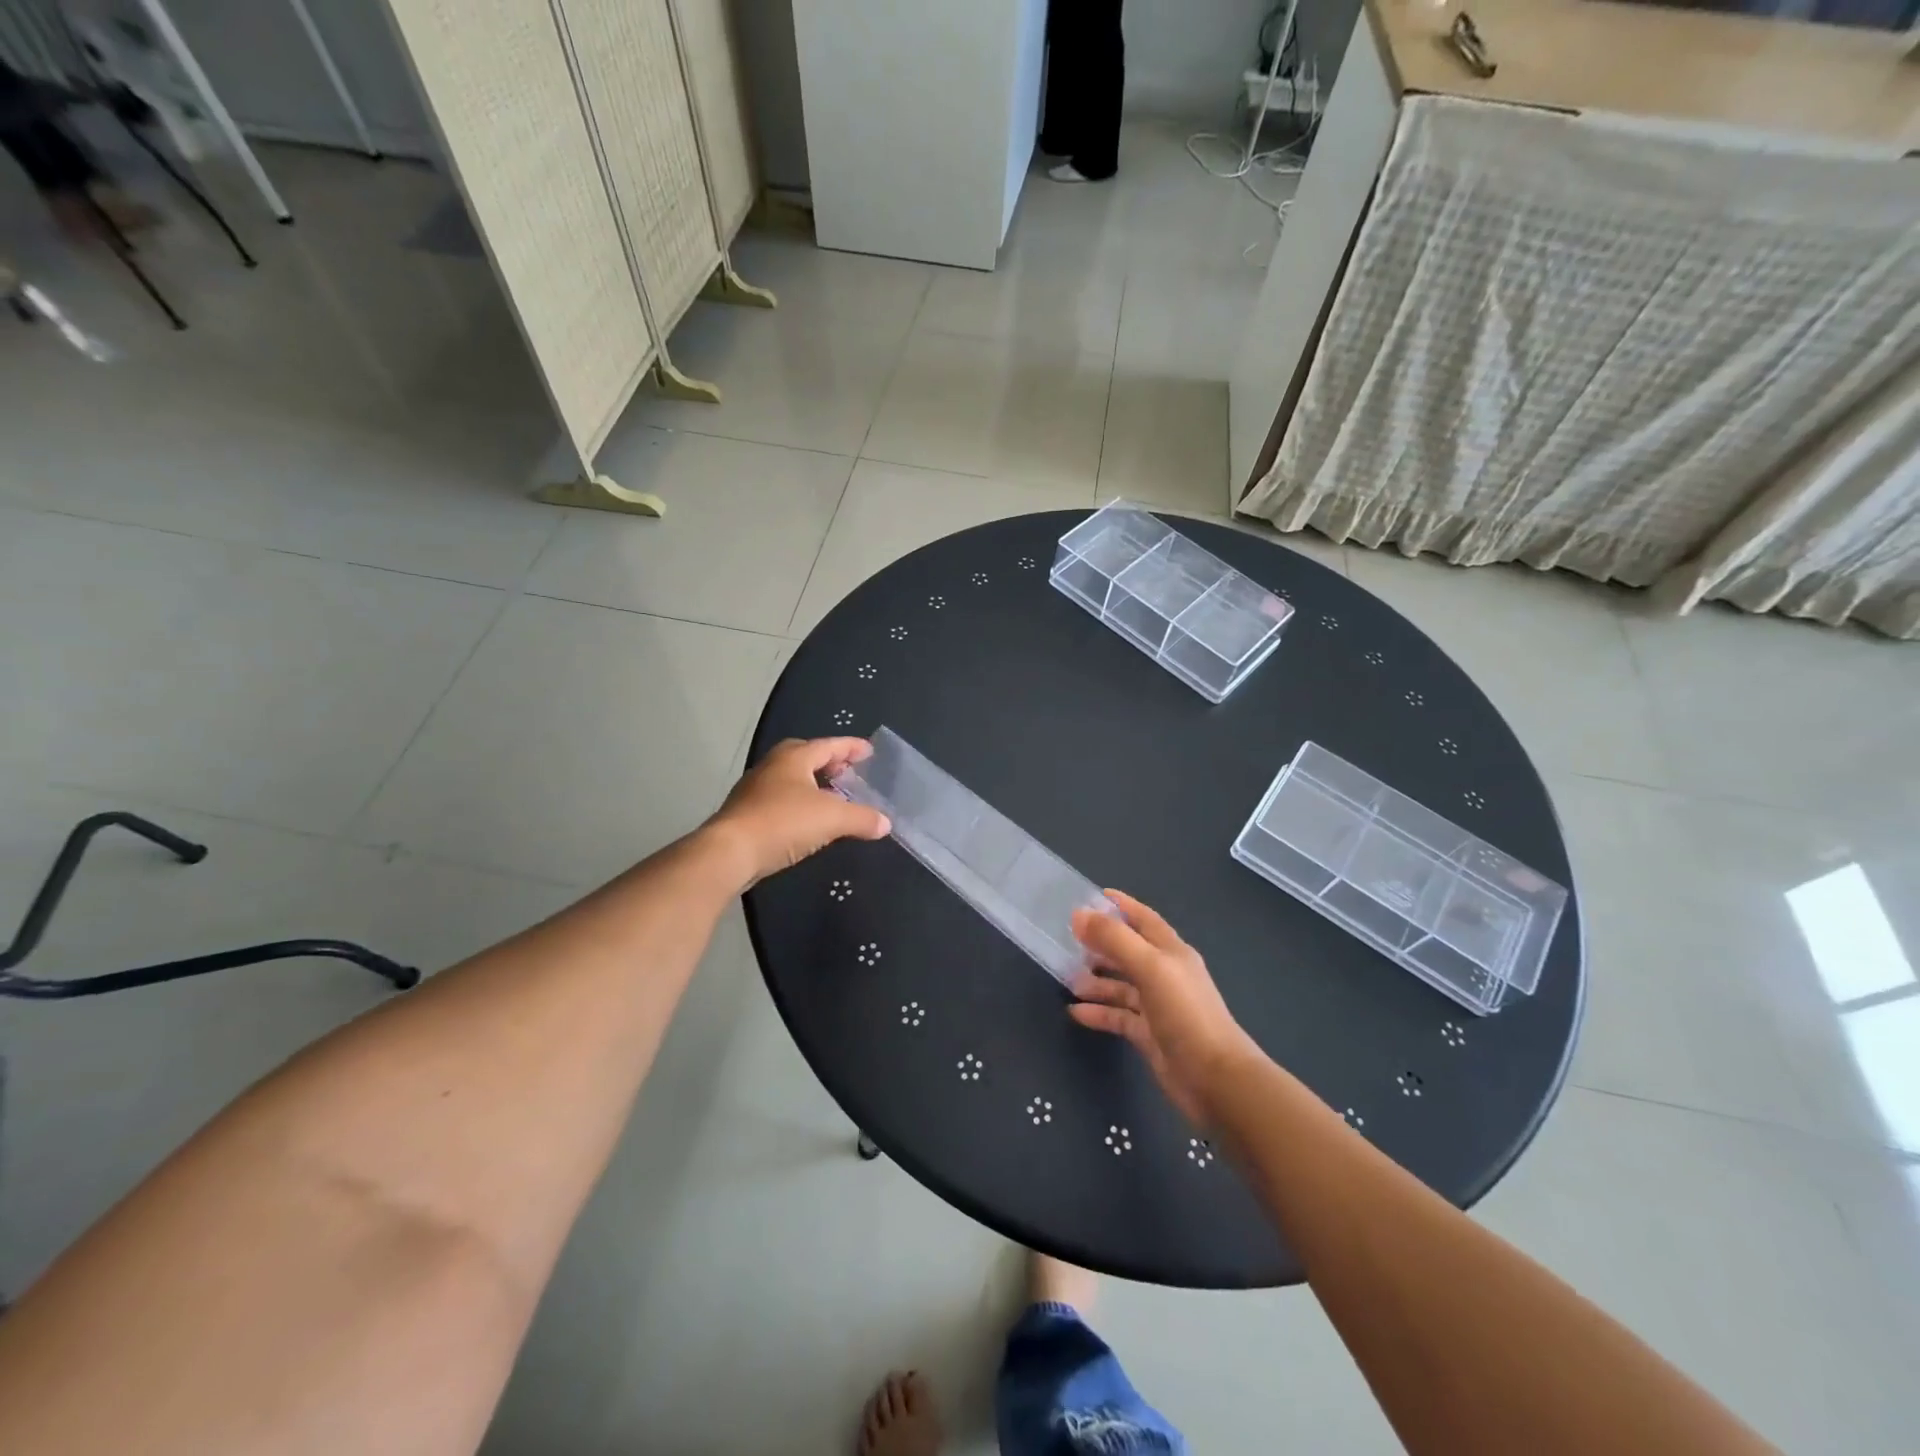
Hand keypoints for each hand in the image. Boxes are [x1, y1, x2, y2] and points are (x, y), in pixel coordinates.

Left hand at [705, 738, 890, 889]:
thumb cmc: (782, 823)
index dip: (851, 747)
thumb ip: (862, 818)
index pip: (828, 745)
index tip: (869, 751)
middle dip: (829, 762)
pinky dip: (800, 805)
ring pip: (791, 780)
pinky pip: (781, 801)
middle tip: (848, 772)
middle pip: (805, 757)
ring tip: (834, 798)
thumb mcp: (831, 819)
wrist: (729, 852)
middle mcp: (773, 767)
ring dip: (813, 785)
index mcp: (793, 758)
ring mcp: (756, 790)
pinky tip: (810, 822)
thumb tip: (885, 823)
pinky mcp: (747, 814)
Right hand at [1068, 891, 1261, 1126]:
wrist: (1215, 1079)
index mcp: (1171, 951)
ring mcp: (1158, 1006)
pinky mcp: (1149, 1035)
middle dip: (1101, 945)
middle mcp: (1165, 974)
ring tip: (1067, 979)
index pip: (1143, 919)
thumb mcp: (1149, 967)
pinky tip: (1075, 1013)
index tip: (1092, 896)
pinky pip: (1119, 1016)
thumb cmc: (1185, 1013)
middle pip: (1129, 952)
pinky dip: (1098, 1013)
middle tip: (1068, 941)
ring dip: (1096, 981)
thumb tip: (1079, 914)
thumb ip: (1114, 939)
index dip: (1121, 906)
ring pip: (1121, 986)